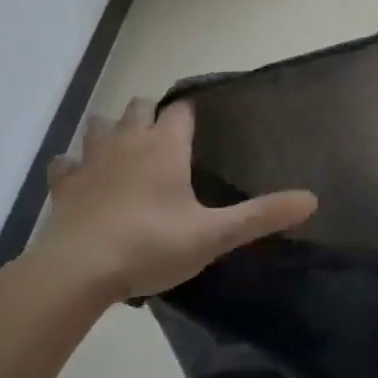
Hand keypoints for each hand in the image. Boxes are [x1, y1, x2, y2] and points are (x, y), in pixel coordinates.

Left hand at [26, 99, 316, 302]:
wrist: (79, 270)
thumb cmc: (152, 244)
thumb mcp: (214, 234)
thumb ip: (261, 216)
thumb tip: (312, 199)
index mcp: (165, 147)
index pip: (181, 110)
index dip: (190, 113)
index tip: (199, 123)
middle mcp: (128, 142)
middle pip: (137, 107)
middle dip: (149, 113)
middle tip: (163, 136)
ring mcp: (91, 161)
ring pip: (99, 125)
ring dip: (110, 129)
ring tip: (122, 147)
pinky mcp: (64, 185)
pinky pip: (65, 163)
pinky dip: (73, 165)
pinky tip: (80, 178)